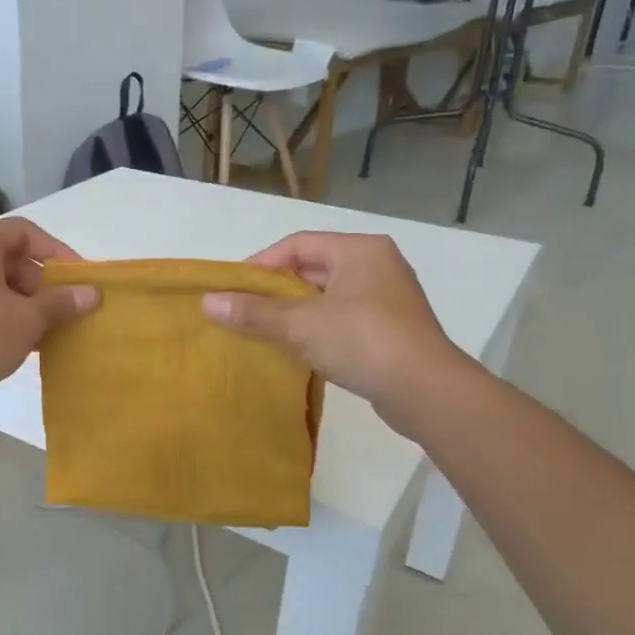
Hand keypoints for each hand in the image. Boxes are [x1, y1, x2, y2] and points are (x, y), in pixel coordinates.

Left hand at [0, 218, 99, 401]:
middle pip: (7, 257)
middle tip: (63, 308)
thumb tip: (93, 293)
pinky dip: (0, 314)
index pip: (24, 232)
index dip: (56, 252)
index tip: (77, 278)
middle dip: (40, 283)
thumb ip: (62, 302)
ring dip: (22, 302)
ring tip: (47, 329)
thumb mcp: (29, 318)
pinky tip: (20, 341)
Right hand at [200, 232, 463, 413]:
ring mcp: (389, 298)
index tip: (234, 290)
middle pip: (313, 268)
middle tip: (245, 310)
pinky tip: (299, 349)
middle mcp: (378, 265)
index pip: (298, 244)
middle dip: (276, 290)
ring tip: (265, 331)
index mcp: (359, 250)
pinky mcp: (393, 329)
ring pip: (328, 295)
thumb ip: (253, 312)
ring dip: (296, 311)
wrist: (426, 391)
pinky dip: (318, 328)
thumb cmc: (362, 341)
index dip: (261, 264)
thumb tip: (207, 302)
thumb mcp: (300, 325)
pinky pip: (344, 318)